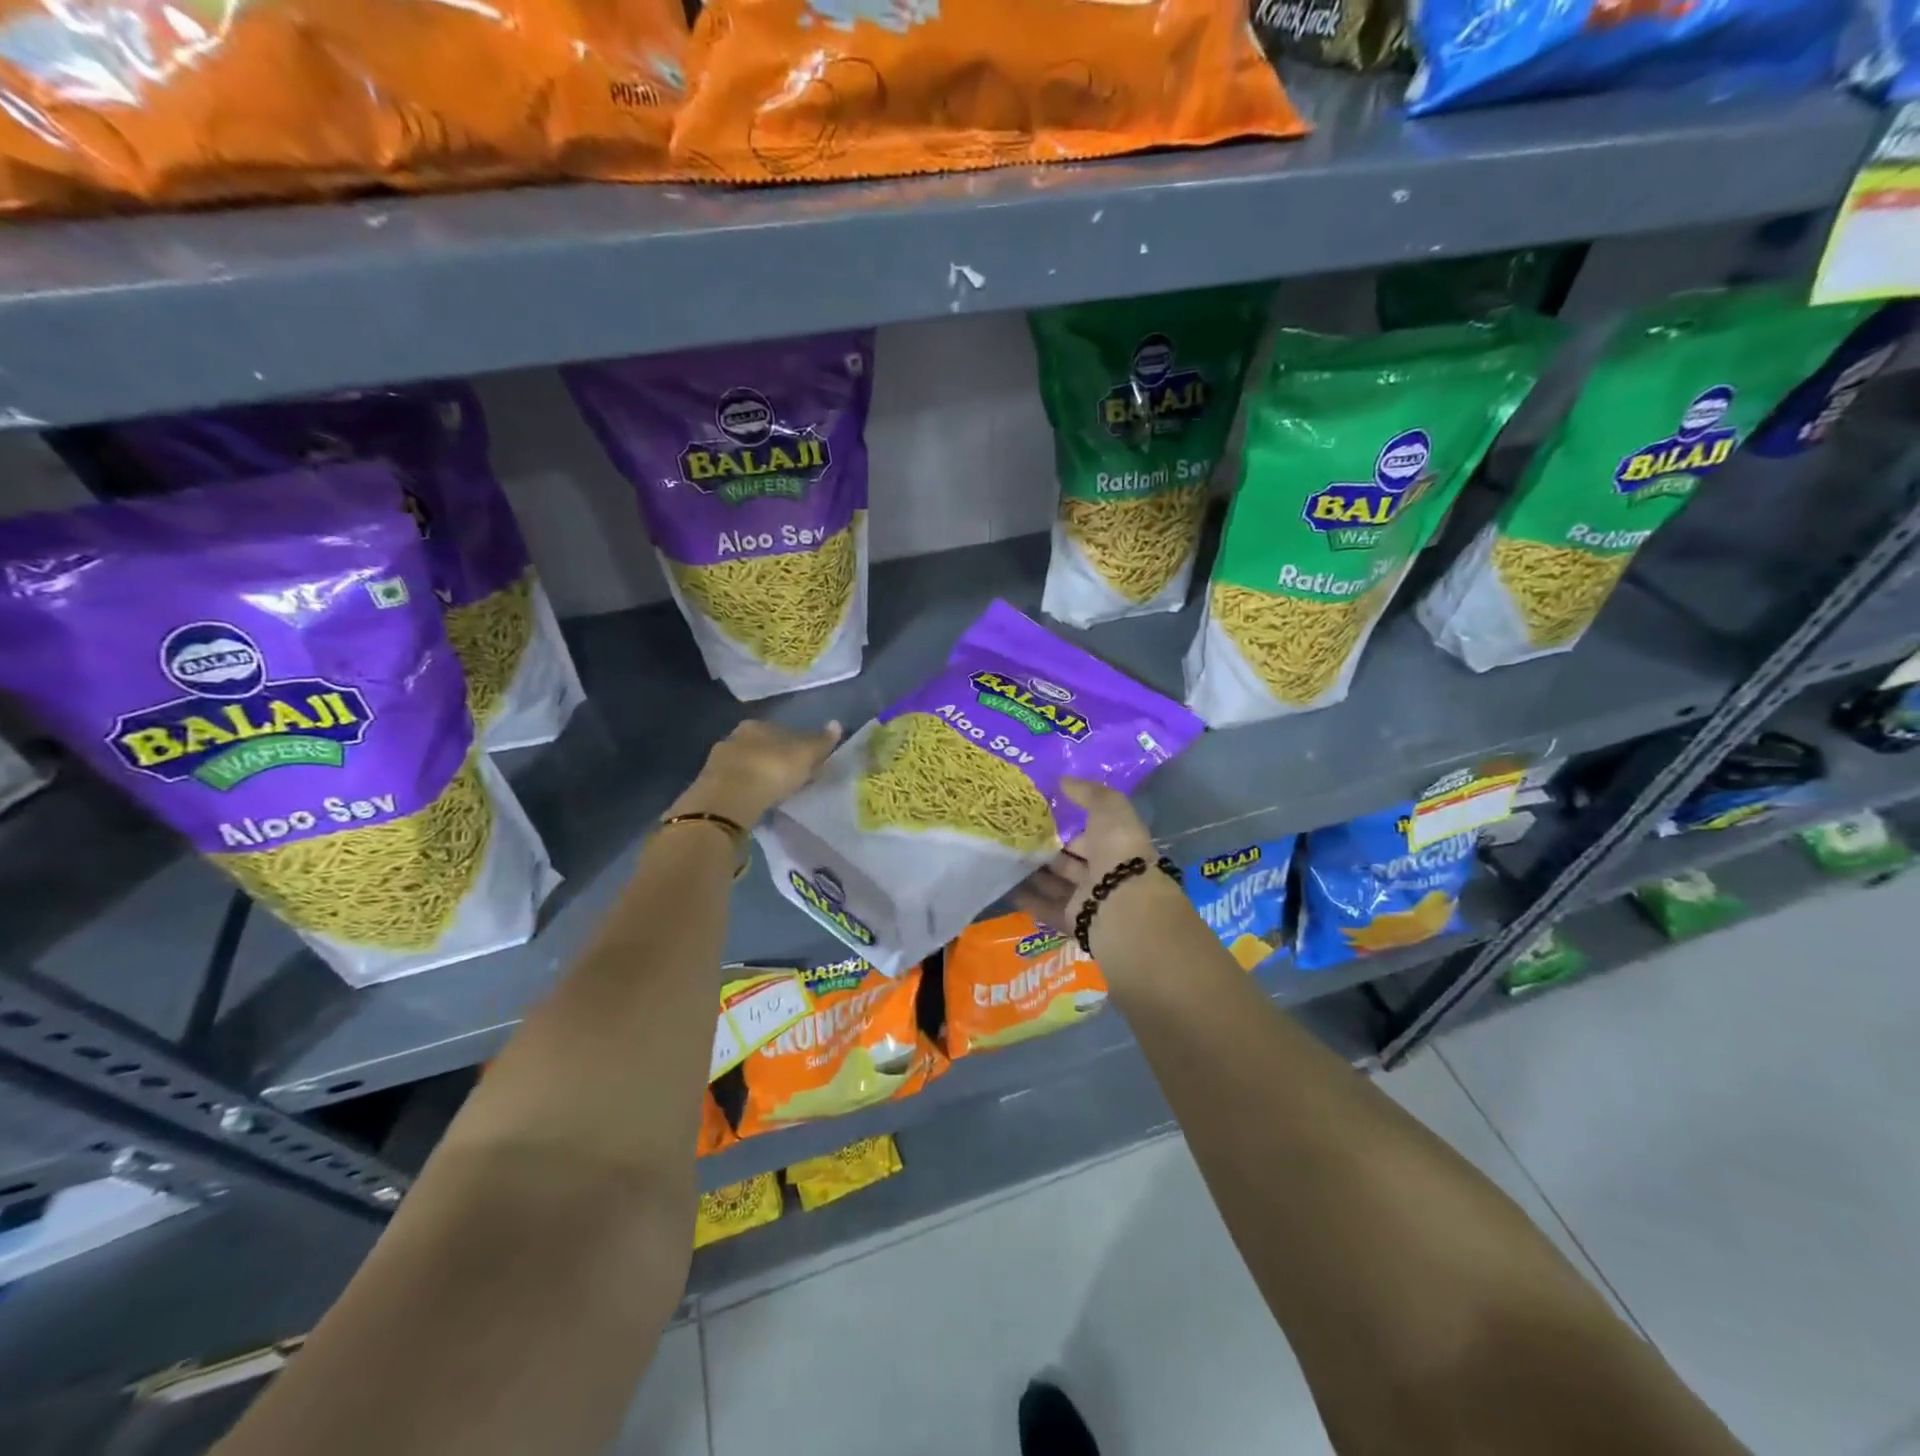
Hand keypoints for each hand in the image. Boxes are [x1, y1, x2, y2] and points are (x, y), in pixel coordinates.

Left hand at [669, 719, 842, 826]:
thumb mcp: (805, 755)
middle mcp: (734, 737)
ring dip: (758, 775)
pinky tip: (754, 801)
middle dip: (774, 759)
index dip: (796, 745)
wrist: (729, 800)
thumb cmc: (772, 770)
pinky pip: (734, 784)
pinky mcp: (709, 785)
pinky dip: (745, 790)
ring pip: (745, 765)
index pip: (782, 731)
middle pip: (761, 747)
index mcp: (757, 725)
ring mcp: (718, 761)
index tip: (805, 762)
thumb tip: (837, 724)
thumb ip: (821, 742)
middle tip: (790, 778)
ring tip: (772, 792)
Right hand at [1013, 777, 1157, 935]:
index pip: (1087, 834)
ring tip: (1001, 857)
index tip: (1035, 815)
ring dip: (1031, 873)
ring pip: (1054, 883)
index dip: (1065, 825)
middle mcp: (1102, 872)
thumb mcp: (1109, 808)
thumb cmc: (1118, 850)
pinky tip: (1003, 885)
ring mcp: (1086, 898)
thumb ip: (1087, 793)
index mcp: (1115, 846)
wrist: (1122, 904)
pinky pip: (1044, 907)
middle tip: (1011, 836)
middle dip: (1044, 850)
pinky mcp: (1071, 920)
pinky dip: (1026, 897)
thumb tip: (1063, 780)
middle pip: (1067, 860)